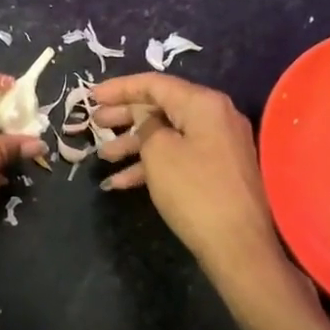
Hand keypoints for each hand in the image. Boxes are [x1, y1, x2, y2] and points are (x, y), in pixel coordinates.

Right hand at [89, 74, 316, 318]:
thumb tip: (144, 116)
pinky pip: (178, 157)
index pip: (155, 83)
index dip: (120, 88)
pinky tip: (119, 183)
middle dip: (124, 116)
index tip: (90, 96)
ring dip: (133, 144)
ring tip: (101, 156)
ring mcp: (219, 145)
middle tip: (95, 123)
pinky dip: (151, 165)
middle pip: (161, 107)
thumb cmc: (194, 191)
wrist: (238, 246)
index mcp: (203, 103)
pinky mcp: (217, 171)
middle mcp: (215, 116)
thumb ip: (145, 124)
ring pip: (167, 135)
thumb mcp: (159, 152)